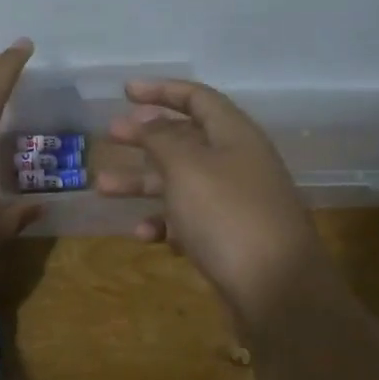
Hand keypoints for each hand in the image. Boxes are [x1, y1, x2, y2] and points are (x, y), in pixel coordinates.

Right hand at [98, 79, 328, 325]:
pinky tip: (144, 235)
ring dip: (142, 183)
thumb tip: (147, 118)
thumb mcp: (186, 167)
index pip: (198, 98)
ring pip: (181, 182)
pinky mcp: (230, 238)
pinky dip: (165, 223)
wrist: (276, 289)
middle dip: (145, 137)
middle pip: (186, 140)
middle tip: (110, 136)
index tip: (125, 92)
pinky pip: (190, 220)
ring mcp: (235, 202)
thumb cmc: (226, 215)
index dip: (161, 91)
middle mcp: (237, 163)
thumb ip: (162, 138)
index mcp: (234, 135)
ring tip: (102, 188)